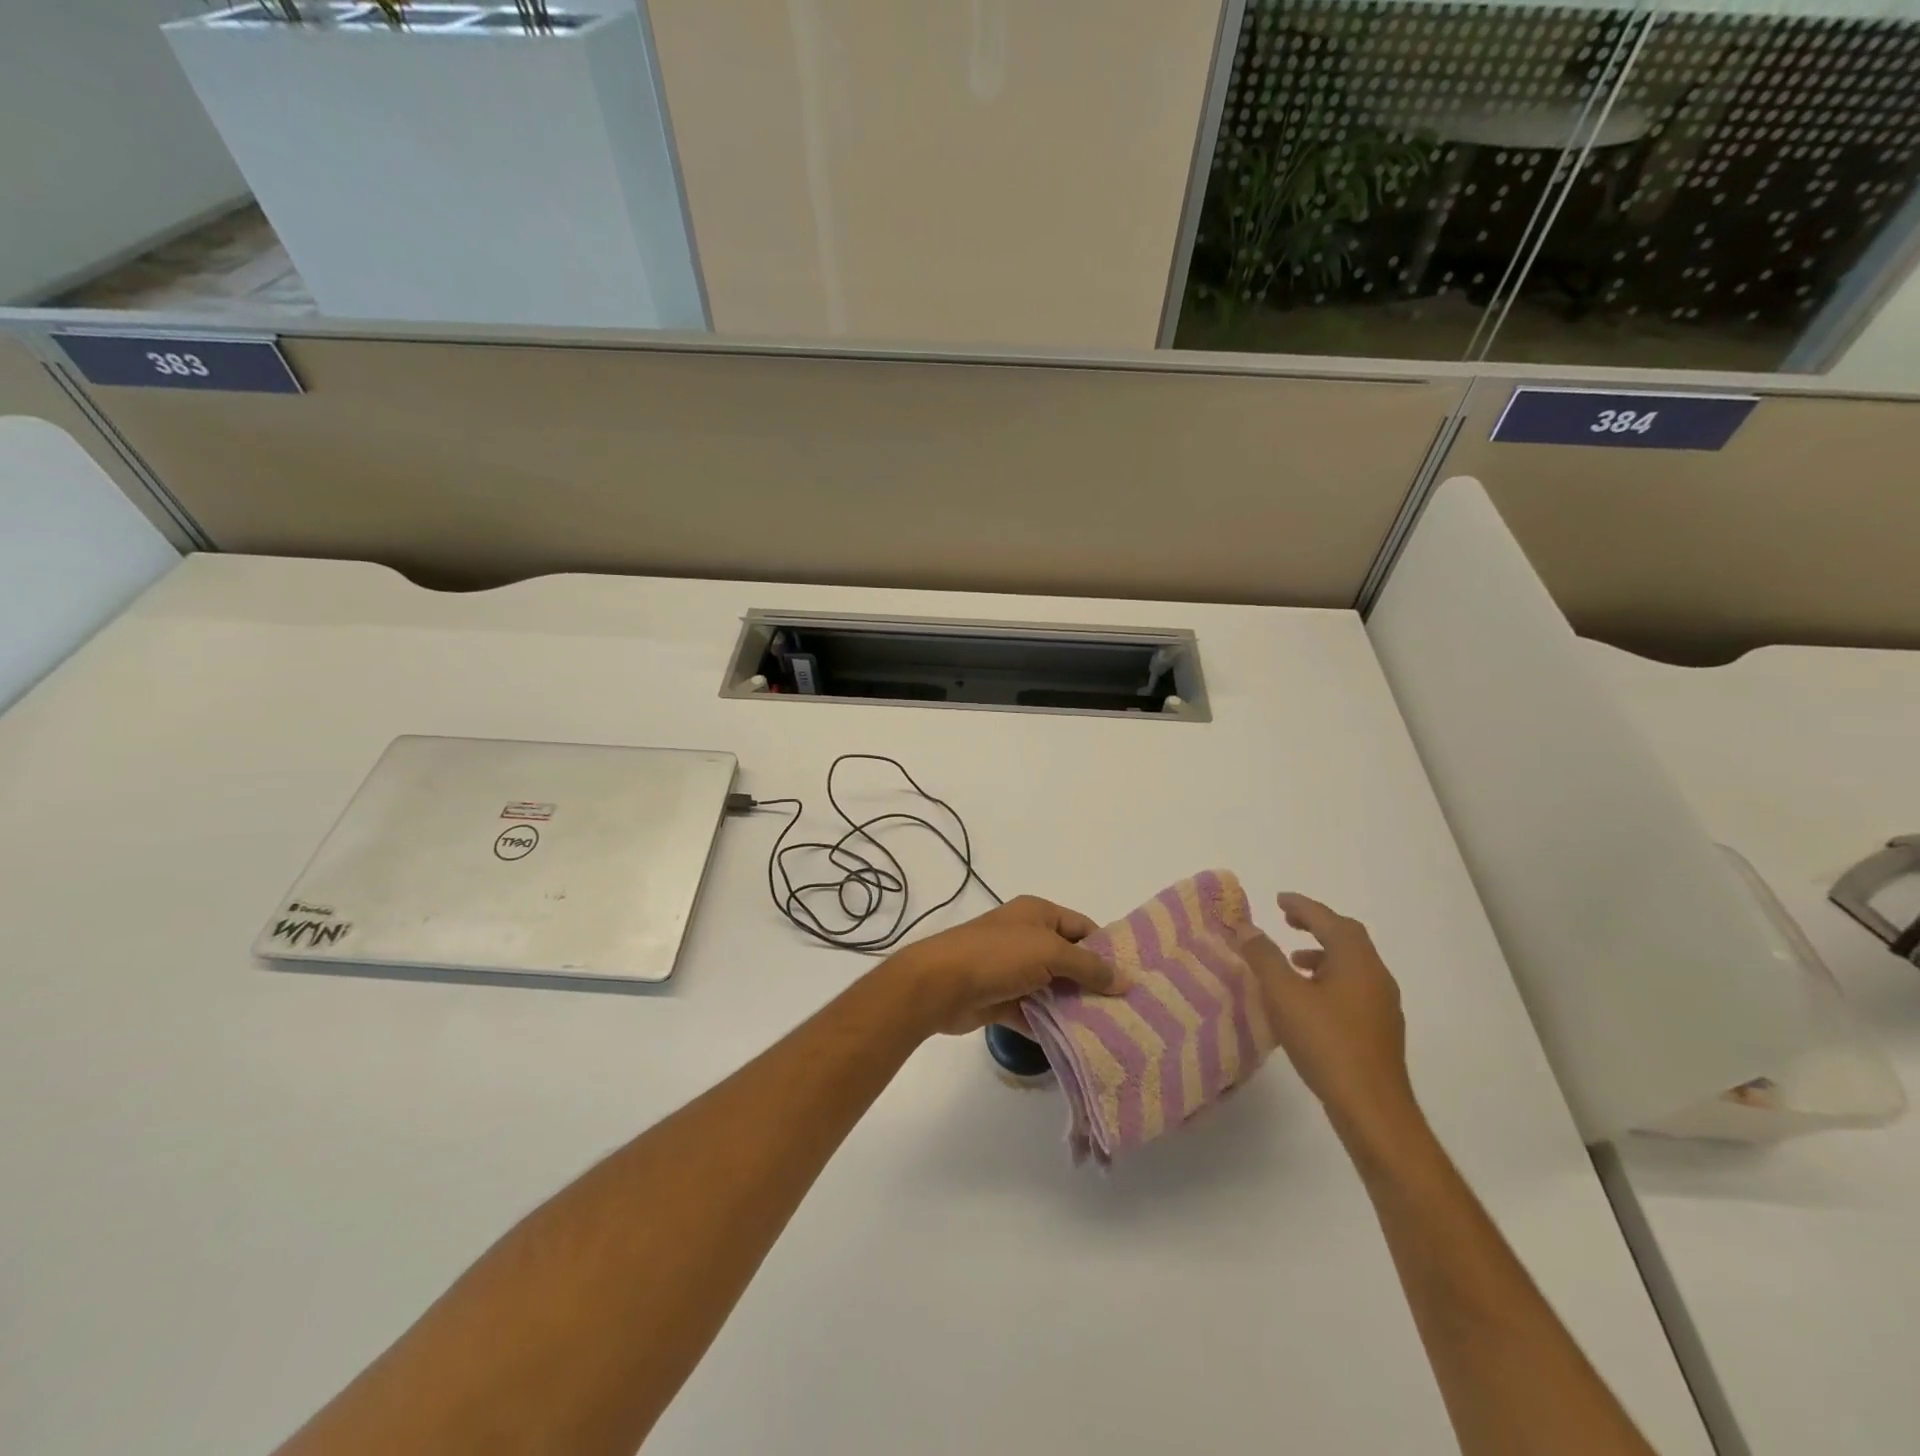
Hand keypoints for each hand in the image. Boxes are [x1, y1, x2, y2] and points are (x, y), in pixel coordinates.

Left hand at [881, 896, 1125, 1036]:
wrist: (940, 984)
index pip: (1082, 928)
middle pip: (1070, 960)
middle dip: (1094, 984)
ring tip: (1112, 1033)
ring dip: (1075, 1008)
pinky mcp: (1002, 1000)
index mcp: (1038, 914)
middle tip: (1128, 1012)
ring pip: (1053, 990)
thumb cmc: (997, 955)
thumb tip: (1126, 980)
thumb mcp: (1049, 951)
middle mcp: (1026, 938)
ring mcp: (1013, 970)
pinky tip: (1078, 1046)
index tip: (1133, 979)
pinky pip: (1035, 1013)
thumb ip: (1088, 966)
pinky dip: (1052, 1027)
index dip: (1107, 950)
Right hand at [1240, 893, 1419, 1145]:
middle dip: (1316, 925)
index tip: (1279, 899)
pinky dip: (1330, 977)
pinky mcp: (1381, 1029)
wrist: (1372, 1108)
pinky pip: (1354, 986)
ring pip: (1352, 964)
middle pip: (1347, 937)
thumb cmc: (1326, 1043)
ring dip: (1323, 953)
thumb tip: (1246, 927)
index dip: (1302, 906)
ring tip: (1293, 961)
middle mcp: (1376, 975)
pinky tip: (1310, 999)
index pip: (1329, 920)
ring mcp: (1383, 1004)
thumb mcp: (1283, 995)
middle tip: (1287, 921)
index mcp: (1356, 961)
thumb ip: (1263, 957)